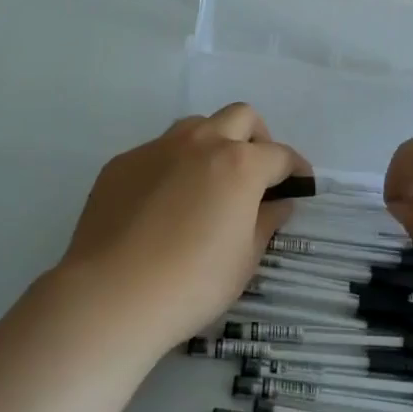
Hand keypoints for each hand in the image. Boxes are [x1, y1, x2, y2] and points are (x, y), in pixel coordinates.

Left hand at [59, 104, 305, 350]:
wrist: (112, 294)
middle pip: (241, 117)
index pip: (280, 155)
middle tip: (256, 173)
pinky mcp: (123, 162)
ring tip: (210, 181)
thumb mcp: (244, 259)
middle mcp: (201, 143)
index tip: (300, 185)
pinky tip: (164, 203)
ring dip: (213, 142)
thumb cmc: (192, 282)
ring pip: (197, 126)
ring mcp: (158, 148)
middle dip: (257, 138)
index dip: (295, 169)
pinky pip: (158, 151)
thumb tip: (279, 203)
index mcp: (240, 164)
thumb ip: (266, 222)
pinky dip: (173, 166)